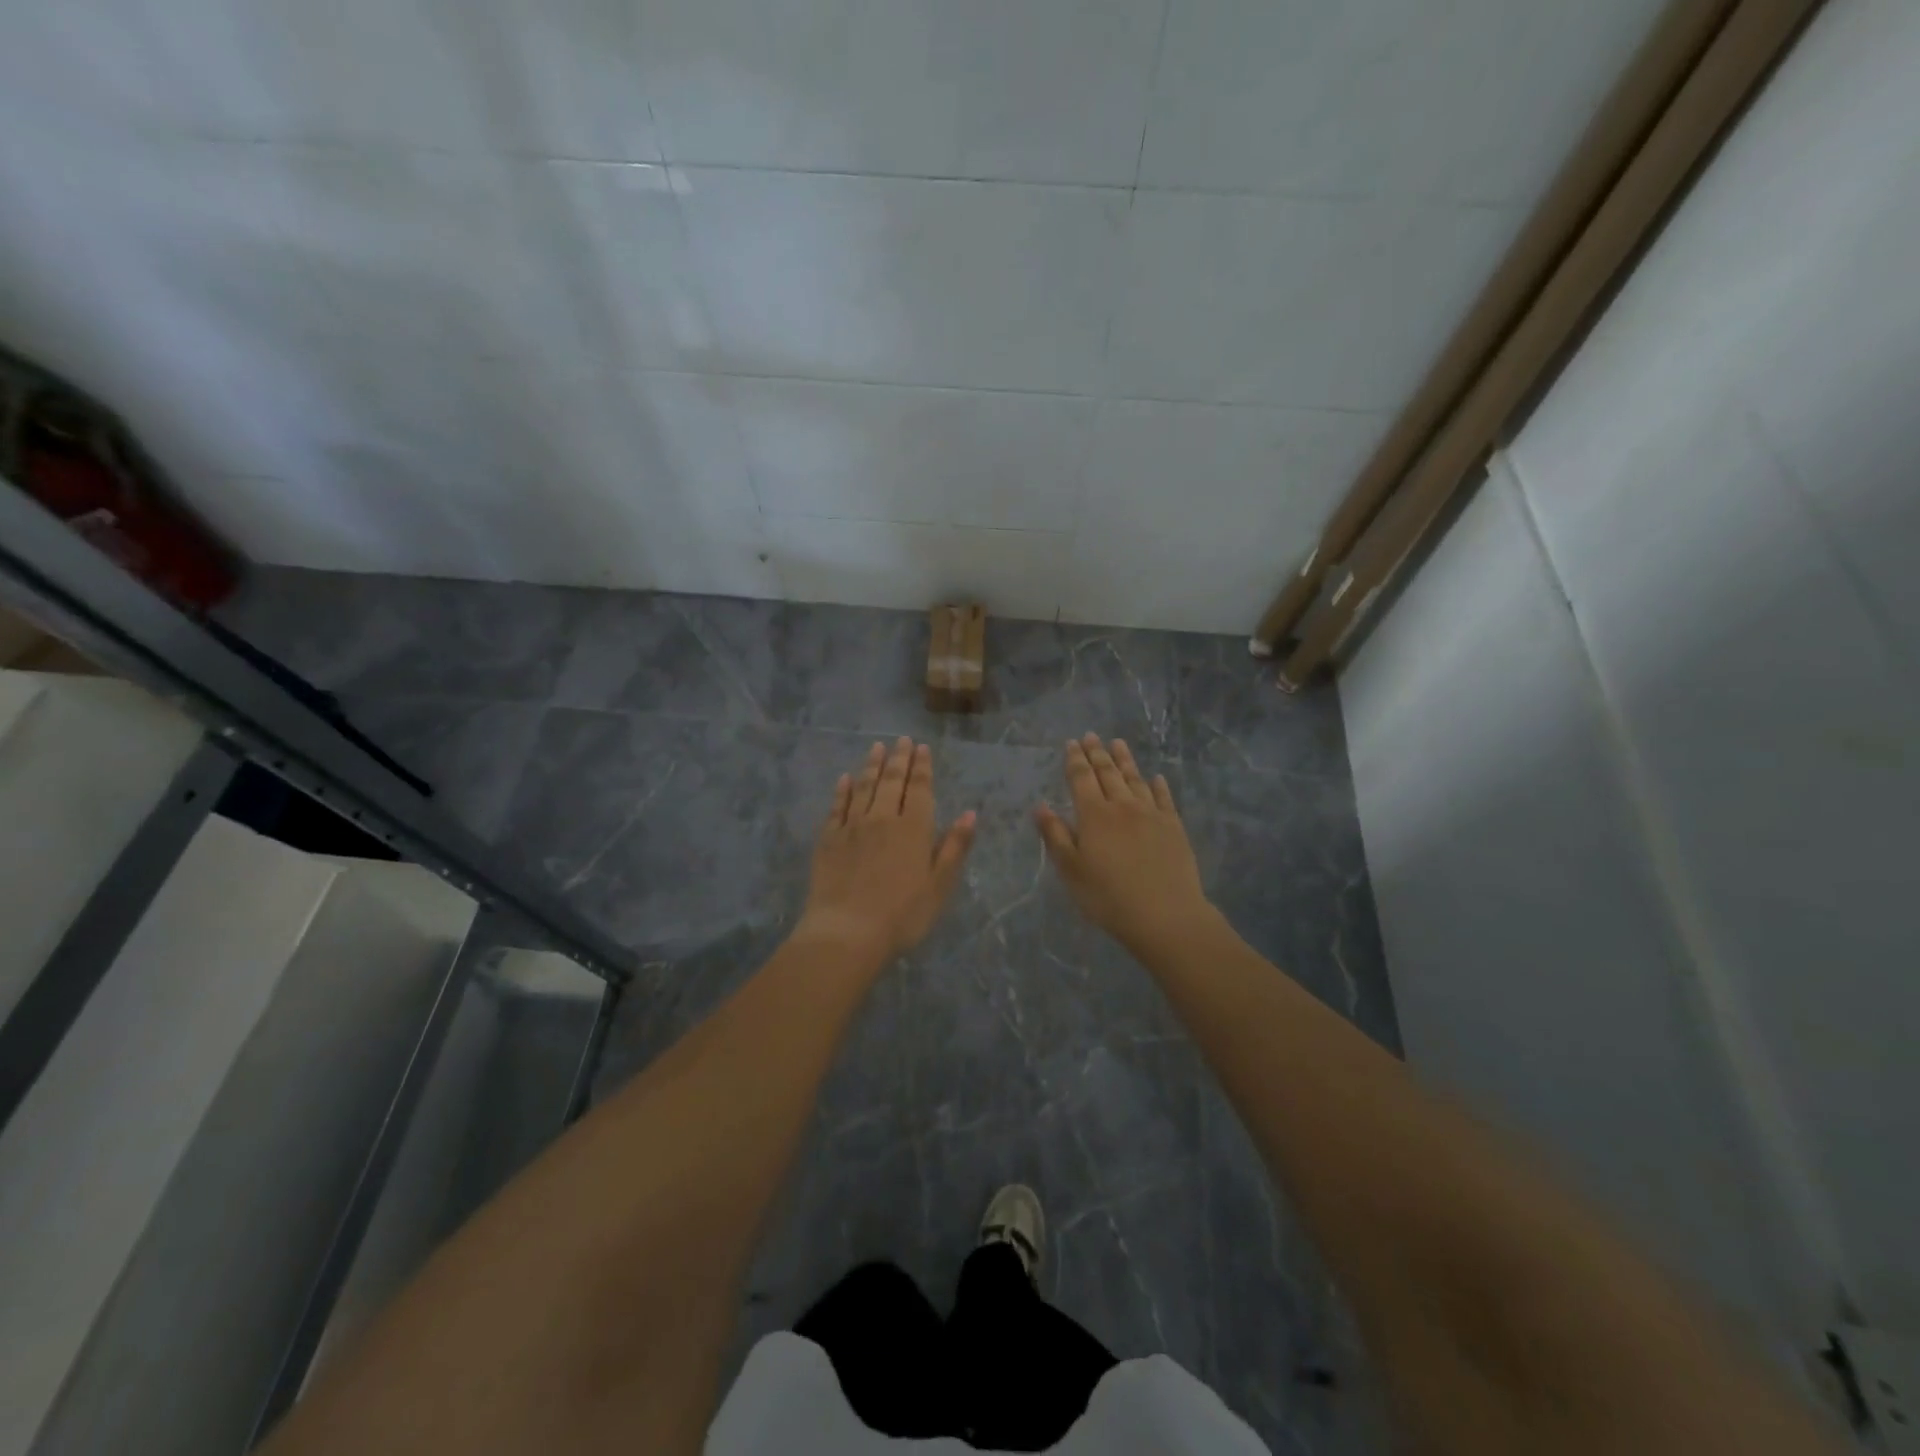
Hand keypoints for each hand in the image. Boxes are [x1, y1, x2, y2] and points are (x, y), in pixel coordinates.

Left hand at [797, 737, 975, 968]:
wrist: (846, 932)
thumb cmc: (902, 914)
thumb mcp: (940, 885)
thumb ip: (954, 847)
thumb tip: (970, 813)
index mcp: (914, 828)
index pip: (920, 789)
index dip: (922, 766)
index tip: (922, 747)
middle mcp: (883, 818)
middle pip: (892, 781)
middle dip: (899, 758)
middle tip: (902, 739)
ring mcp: (852, 827)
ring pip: (864, 787)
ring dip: (872, 766)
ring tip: (877, 747)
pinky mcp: (828, 840)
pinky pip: (837, 807)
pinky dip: (842, 790)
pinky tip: (844, 780)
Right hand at [1035, 733, 1213, 956]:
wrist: (1166, 915)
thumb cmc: (1109, 897)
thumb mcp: (1071, 870)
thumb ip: (1056, 835)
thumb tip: (1040, 806)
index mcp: (1094, 815)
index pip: (1081, 778)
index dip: (1075, 759)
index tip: (1072, 743)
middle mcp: (1123, 806)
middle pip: (1108, 773)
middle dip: (1098, 753)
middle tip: (1092, 735)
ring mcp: (1152, 814)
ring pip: (1136, 779)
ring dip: (1125, 760)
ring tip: (1118, 743)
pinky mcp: (1174, 827)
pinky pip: (1164, 798)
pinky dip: (1158, 785)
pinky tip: (1156, 778)